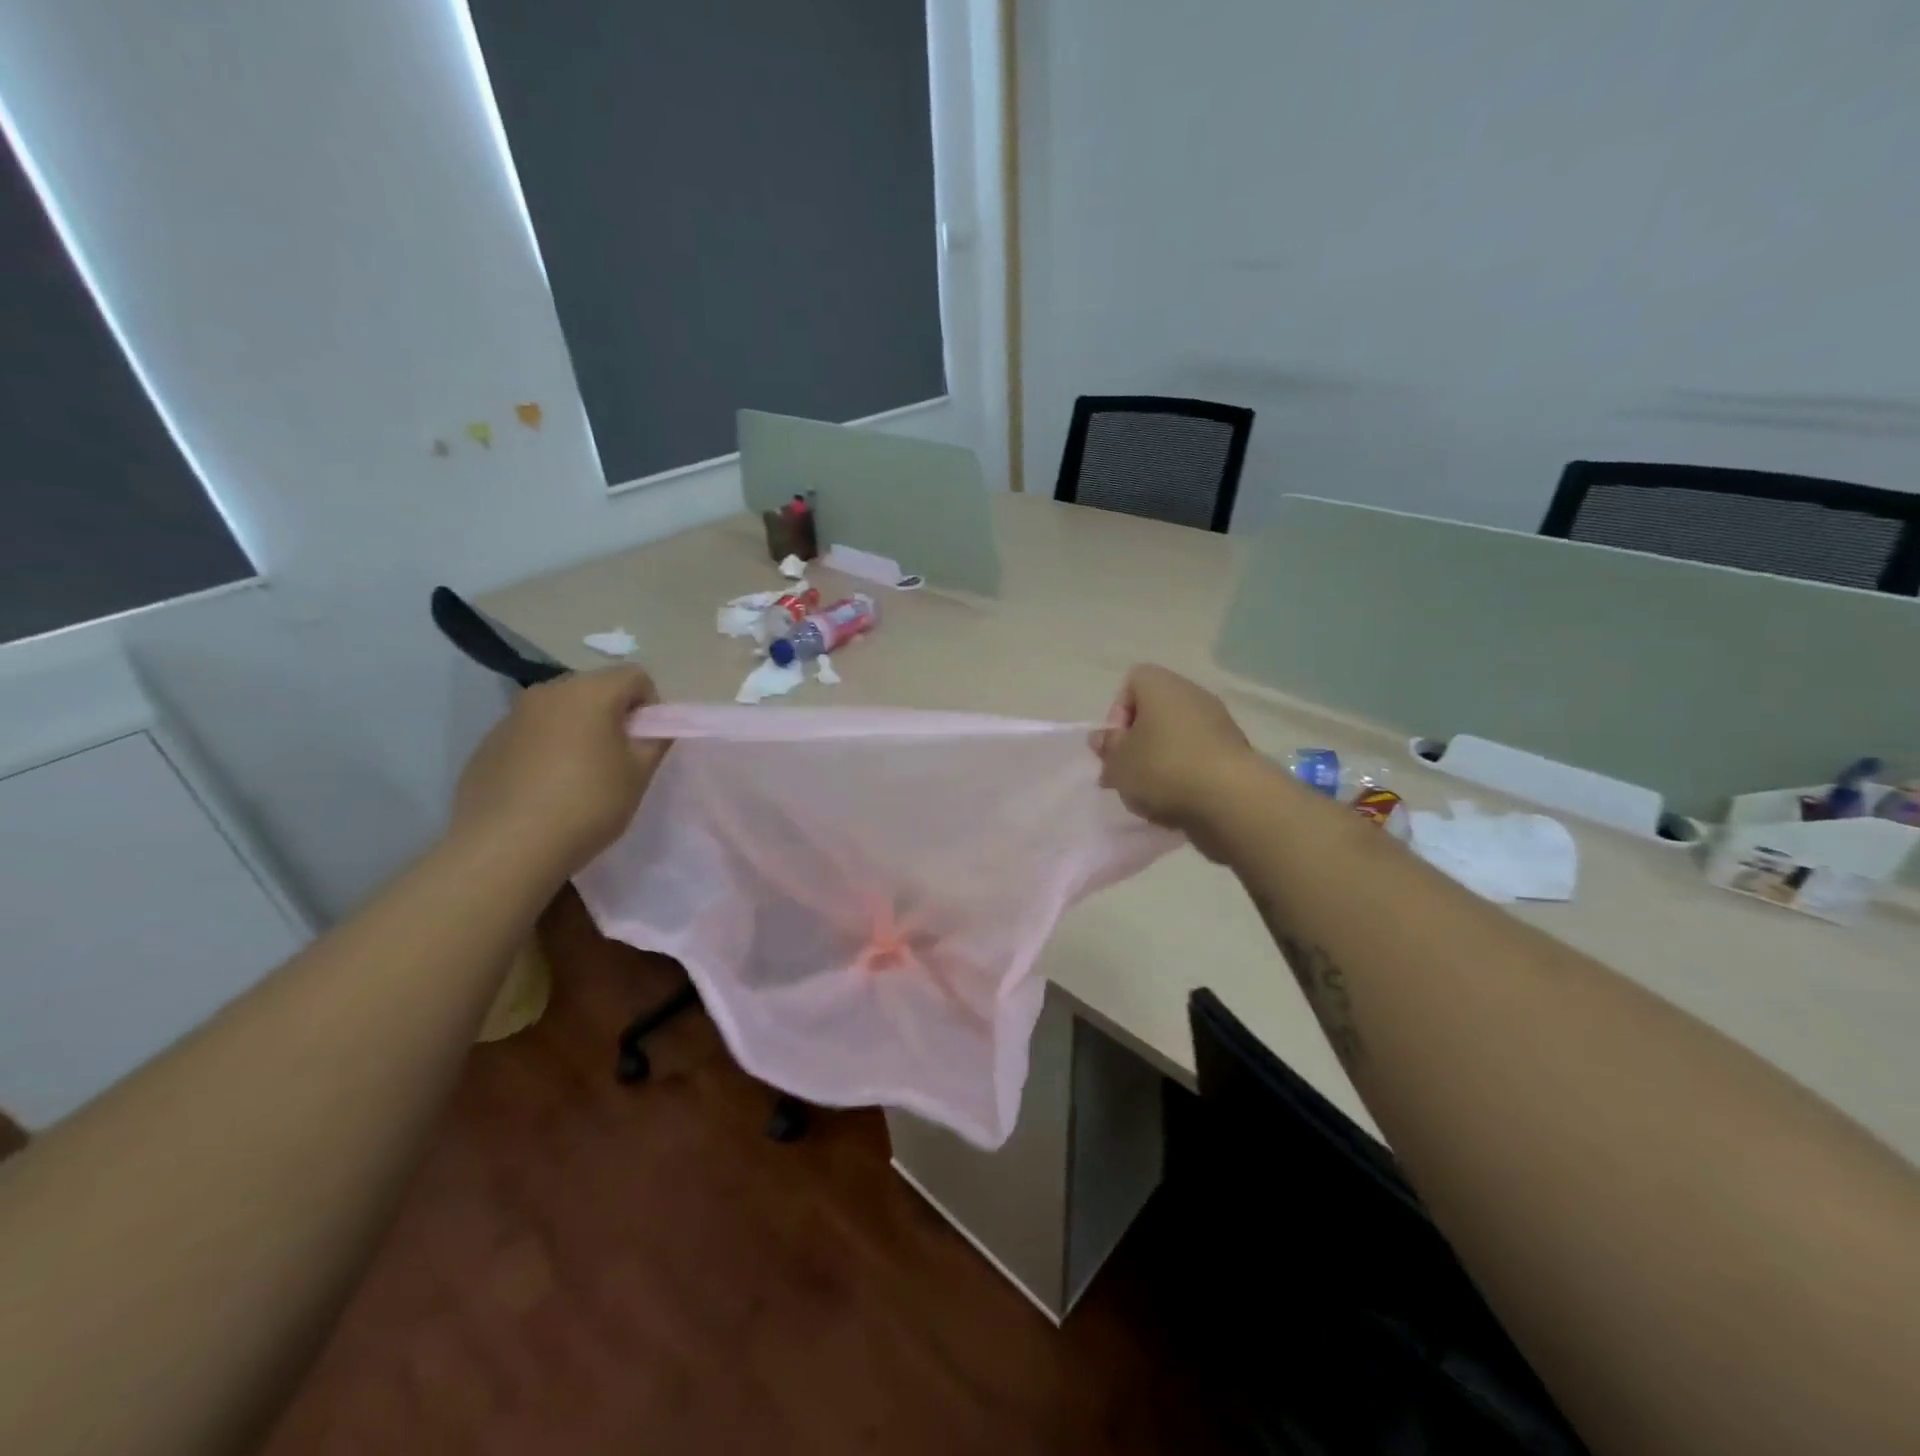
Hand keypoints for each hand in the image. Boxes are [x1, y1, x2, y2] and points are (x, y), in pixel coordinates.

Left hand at [452, 667, 668, 877]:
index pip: (635, 676)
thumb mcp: (639, 775)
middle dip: (612, 715)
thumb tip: (654, 726)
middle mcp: (548, 692)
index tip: (646, 742)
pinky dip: (545, 750)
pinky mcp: (488, 744)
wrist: (507, 848)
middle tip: (618, 759)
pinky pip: (530, 735)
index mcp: (590, 692)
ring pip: (560, 712)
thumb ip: (655, 740)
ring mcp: (511, 716)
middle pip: (595, 689)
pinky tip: (545, 790)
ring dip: (577, 731)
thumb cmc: (587, 804)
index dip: (650, 705)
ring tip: (579, 776)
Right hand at [1091, 665, 1262, 856]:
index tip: (1117, 743)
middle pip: (1155, 712)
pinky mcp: (1235, 752)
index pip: (1133, 682)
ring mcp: (1218, 723)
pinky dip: (1186, 775)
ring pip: (1177, 737)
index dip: (1118, 712)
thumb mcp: (1118, 762)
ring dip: (1161, 762)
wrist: (1231, 799)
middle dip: (1138, 743)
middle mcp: (1192, 695)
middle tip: (1128, 773)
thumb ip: (1107, 747)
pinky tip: (1178, 801)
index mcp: (1161, 685)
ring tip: (1151, 794)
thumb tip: (1103, 736)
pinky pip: (1198, 757)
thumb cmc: (1163, 769)